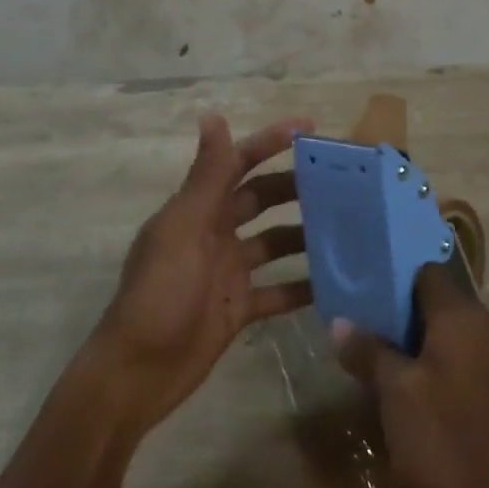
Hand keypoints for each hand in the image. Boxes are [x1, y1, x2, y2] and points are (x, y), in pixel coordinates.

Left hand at [88, 113, 313, 434]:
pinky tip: (336, 283)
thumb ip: (206, 176)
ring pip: (275, 242)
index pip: (238, 163)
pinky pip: (278, 290)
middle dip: (296, 186)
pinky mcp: (238, 307)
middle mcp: (215, 233)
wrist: (139, 372)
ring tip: (349, 227)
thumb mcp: (184, 229)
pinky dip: (302, 286)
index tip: (310, 128)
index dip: (270, 142)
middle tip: (342, 181)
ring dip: (305, 234)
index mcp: (198, 209)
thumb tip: (212, 115)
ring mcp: (228, 271)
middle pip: (262, 199)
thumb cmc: (160, 294)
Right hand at [335, 265, 488, 487]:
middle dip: (400, 309)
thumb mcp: (394, 392)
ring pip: (449, 328)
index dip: (393, 275)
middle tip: (361, 322)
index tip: (362, 286)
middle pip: (438, 298)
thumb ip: (368, 349)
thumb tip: (339, 321)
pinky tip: (406, 379)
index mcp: (464, 315)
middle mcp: (487, 323)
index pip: (425, 271)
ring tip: (375, 350)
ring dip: (416, 336)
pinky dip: (435, 356)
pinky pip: (462, 351)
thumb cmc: (442, 439)